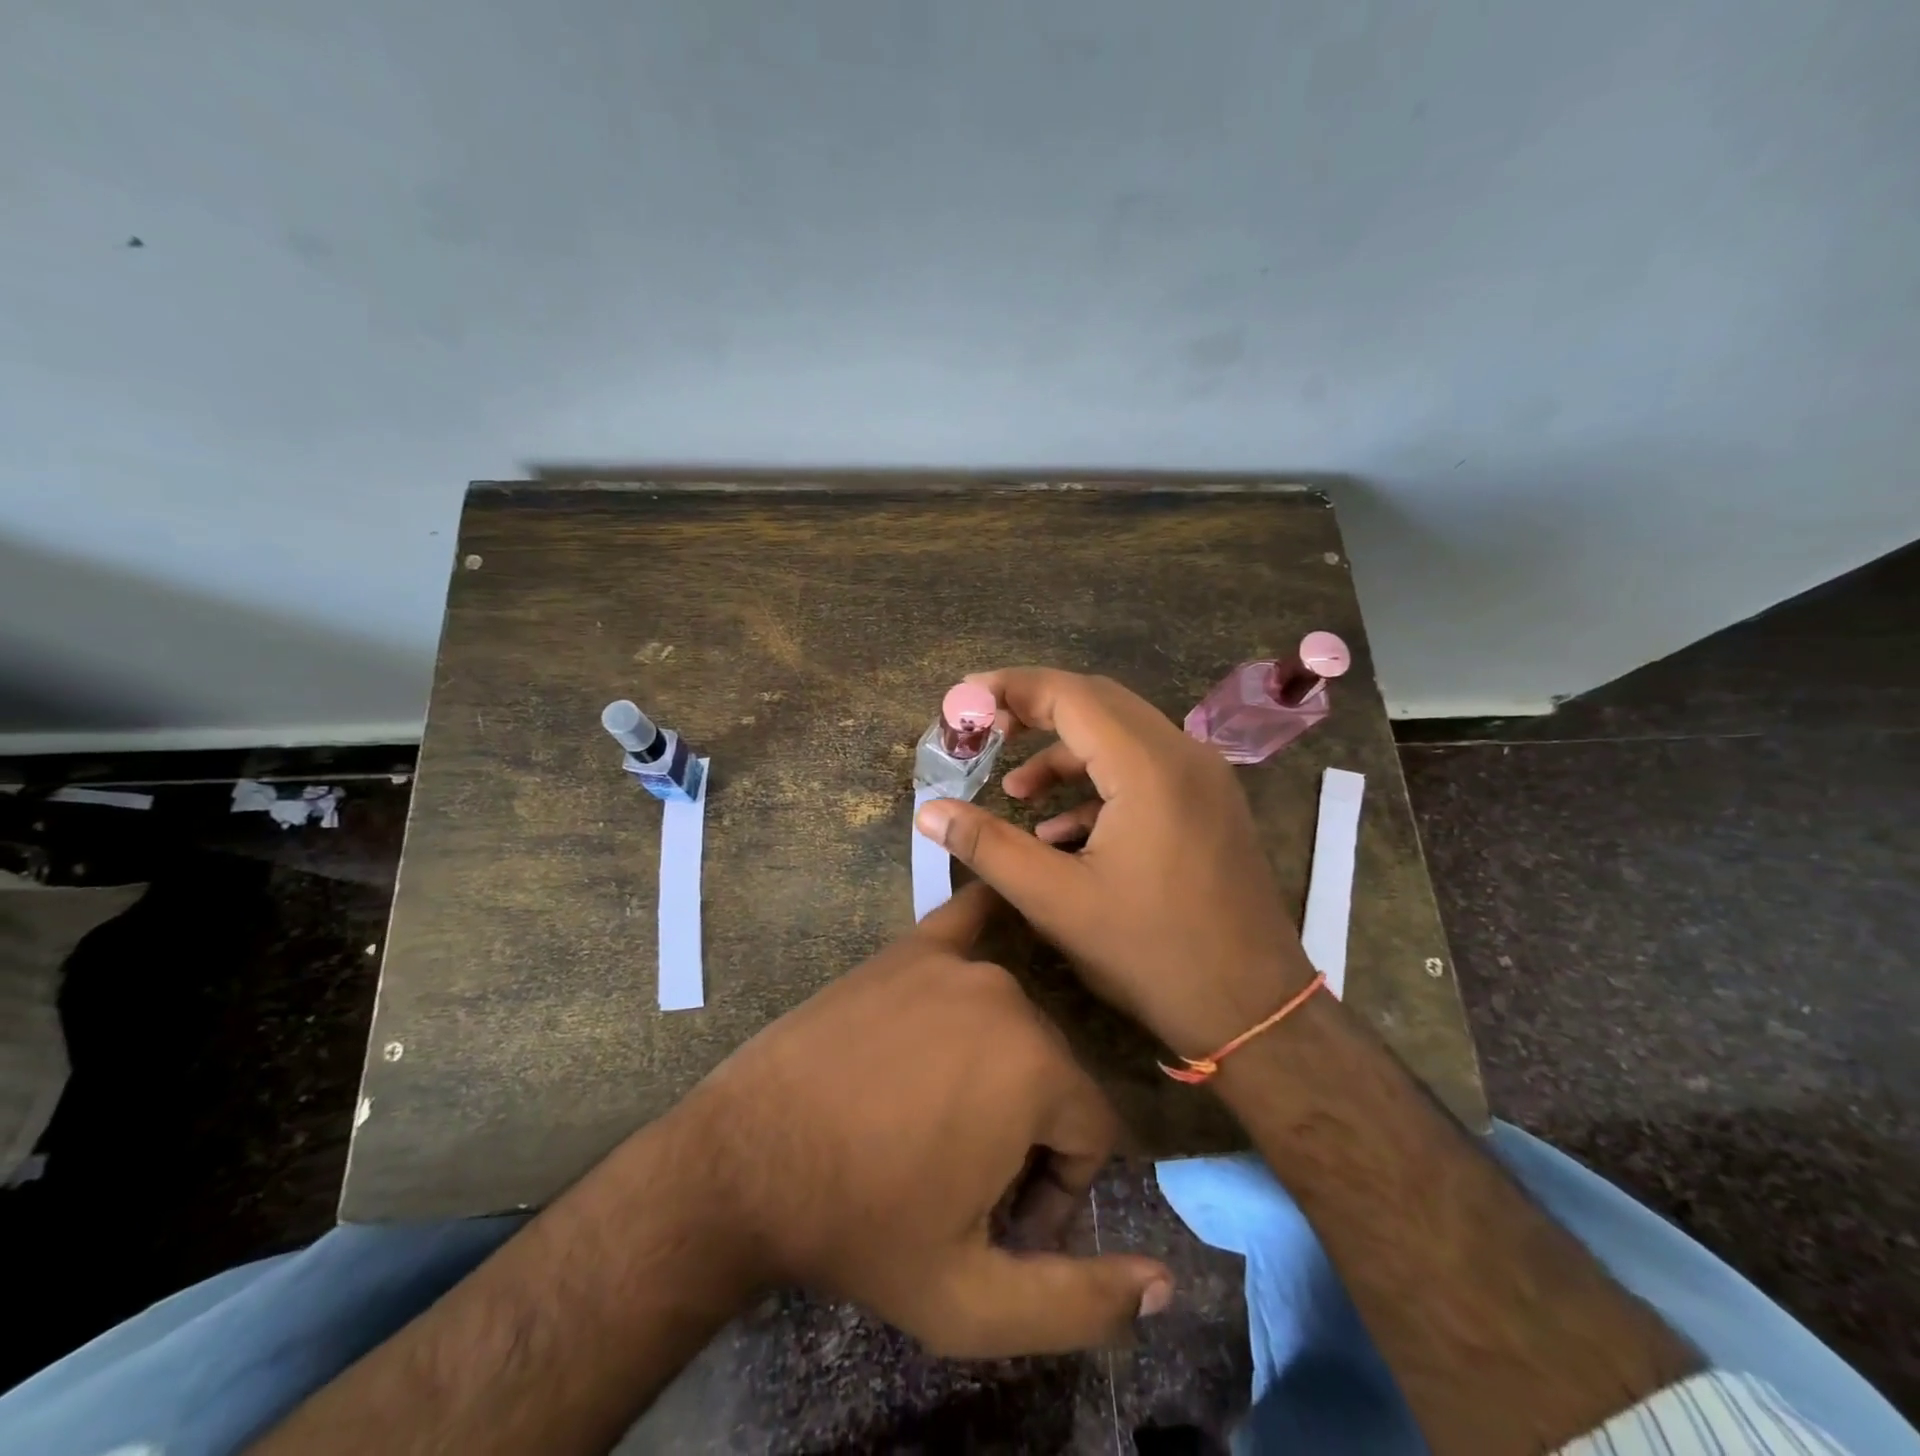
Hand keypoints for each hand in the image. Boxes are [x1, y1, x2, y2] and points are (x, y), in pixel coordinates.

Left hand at [670, 882, 1172, 1357]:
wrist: (746, 1161)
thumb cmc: (862, 1228)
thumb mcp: (972, 1302)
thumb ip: (1080, 1302)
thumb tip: (1167, 1282)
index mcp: (1037, 1069)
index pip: (1094, 1131)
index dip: (1062, 1189)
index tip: (1008, 1222)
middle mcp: (1007, 997)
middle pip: (1055, 1073)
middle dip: (1030, 1135)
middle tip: (969, 1181)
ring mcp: (954, 963)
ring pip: (1017, 1023)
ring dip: (1001, 1074)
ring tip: (942, 1120)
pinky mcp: (907, 950)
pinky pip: (969, 920)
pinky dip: (991, 919)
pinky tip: (1000, 909)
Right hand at [914, 668, 1314, 1060]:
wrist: (1256, 1012)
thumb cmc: (1152, 954)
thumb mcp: (1057, 901)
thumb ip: (988, 847)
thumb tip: (928, 811)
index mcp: (1149, 767)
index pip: (1071, 694)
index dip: (1011, 689)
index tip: (962, 700)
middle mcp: (1184, 756)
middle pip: (1099, 704)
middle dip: (1035, 711)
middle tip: (983, 730)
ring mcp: (1205, 780)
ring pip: (1123, 738)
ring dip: (1065, 754)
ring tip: (1015, 792)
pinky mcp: (1209, 806)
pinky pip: (1145, 773)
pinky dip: (1098, 786)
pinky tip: (1063, 831)